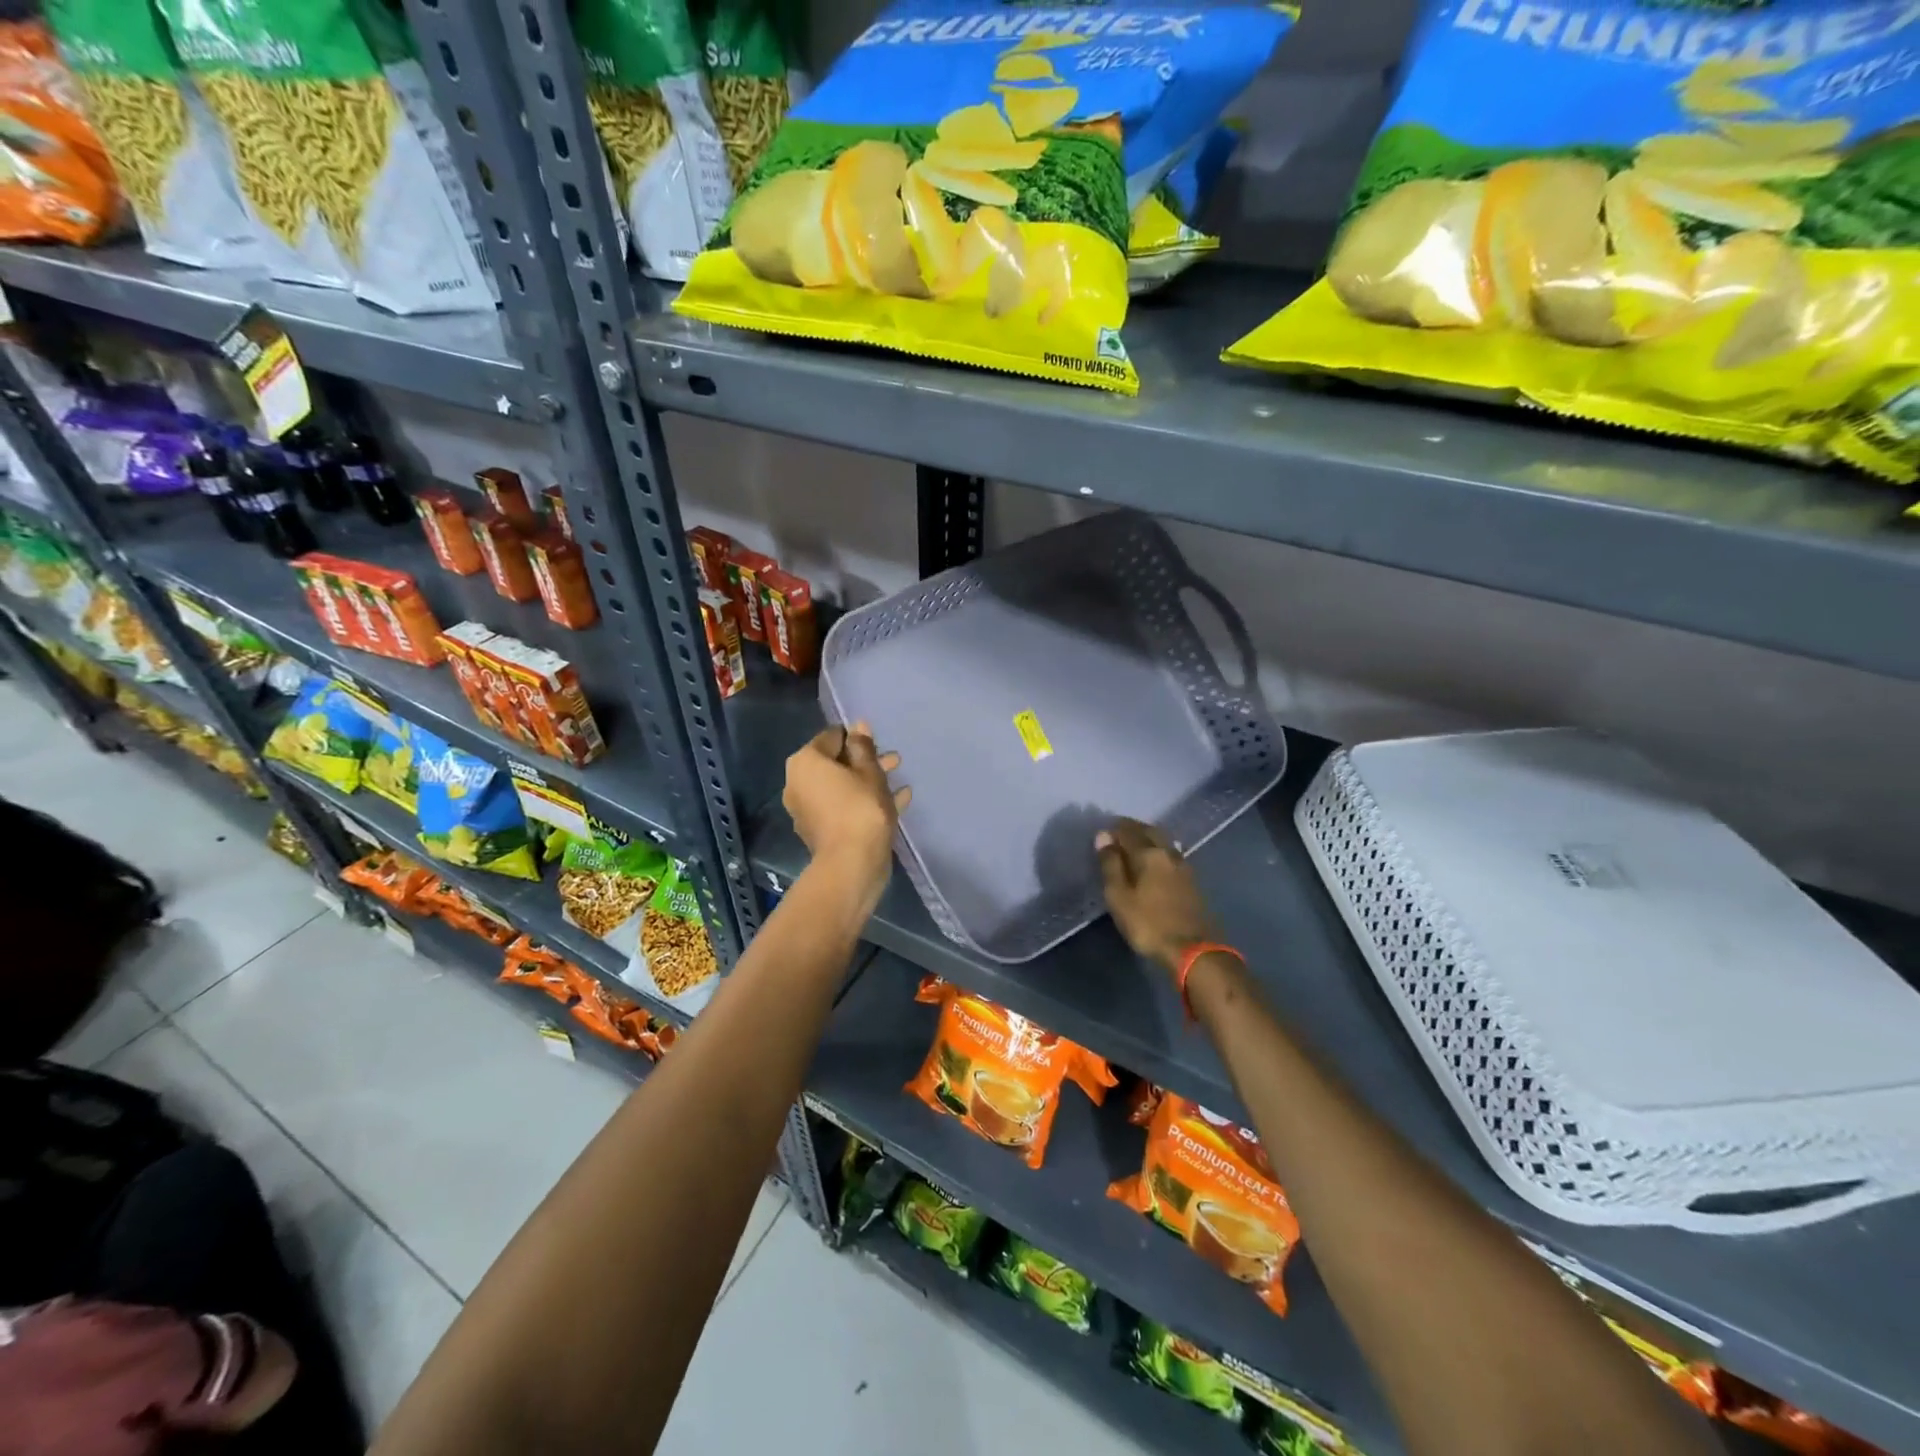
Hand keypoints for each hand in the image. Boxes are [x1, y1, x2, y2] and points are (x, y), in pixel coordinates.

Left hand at [783, 722, 908, 891]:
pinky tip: (897, 800)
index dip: (857, 737)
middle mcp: (798, 783)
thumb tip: (858, 726)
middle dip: (865, 761)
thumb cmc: (861, 808)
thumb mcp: (869, 771)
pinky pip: (843, 806)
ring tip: (899, 780)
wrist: (852, 864)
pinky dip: (864, 801)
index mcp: (805, 762)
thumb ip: (863, 747)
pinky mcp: (820, 830)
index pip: (832, 737)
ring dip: (868, 781)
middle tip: (893, 761)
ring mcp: (807, 809)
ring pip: (841, 786)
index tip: (879, 743)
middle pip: (835, 764)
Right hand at [1095, 818, 1215, 971]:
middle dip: (1133, 828)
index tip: (1102, 832)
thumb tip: (1103, 836)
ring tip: (1134, 845)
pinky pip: (1172, 855)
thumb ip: (1111, 865)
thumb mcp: (1119, 897)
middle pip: (1150, 831)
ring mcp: (1184, 866)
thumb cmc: (1148, 924)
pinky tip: (1154, 862)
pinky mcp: (1193, 881)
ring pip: (1164, 842)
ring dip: (1148, 838)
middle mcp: (1169, 852)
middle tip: (1118, 833)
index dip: (1113, 829)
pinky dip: (1159, 852)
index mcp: (1149, 853)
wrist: (1193, 951)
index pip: (1128, 830)